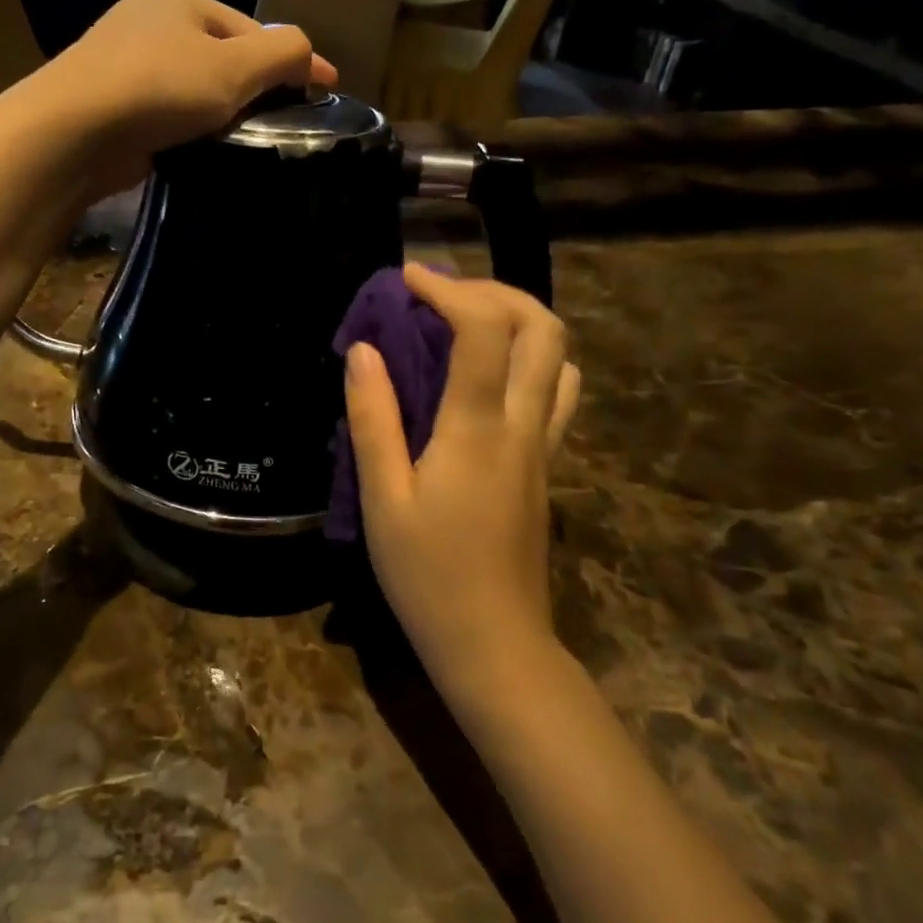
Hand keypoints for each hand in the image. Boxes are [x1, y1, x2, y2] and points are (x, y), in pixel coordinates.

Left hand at [38, 0, 337, 196]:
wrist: (73, 132)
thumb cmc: (159, 87)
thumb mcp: (234, 66)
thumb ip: (282, 54)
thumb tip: (310, 56)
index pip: (251, 30)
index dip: (292, 61)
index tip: (327, 91)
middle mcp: (151, 23)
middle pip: (223, 59)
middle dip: (254, 90)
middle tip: (284, 126)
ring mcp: (126, 66)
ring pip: (195, 91)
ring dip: (223, 116)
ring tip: (248, 145)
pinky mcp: (114, 108)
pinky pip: (169, 116)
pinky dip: (191, 132)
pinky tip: (204, 153)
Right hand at [345, 264, 581, 705]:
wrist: (495, 643)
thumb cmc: (427, 575)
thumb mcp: (382, 499)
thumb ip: (373, 419)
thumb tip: (363, 351)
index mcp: (476, 430)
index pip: (483, 330)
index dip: (448, 289)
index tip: (407, 278)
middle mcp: (522, 425)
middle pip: (541, 327)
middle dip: (494, 290)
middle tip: (441, 293)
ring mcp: (542, 446)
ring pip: (558, 357)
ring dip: (518, 321)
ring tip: (465, 323)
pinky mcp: (545, 465)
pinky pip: (555, 392)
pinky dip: (529, 359)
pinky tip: (487, 376)